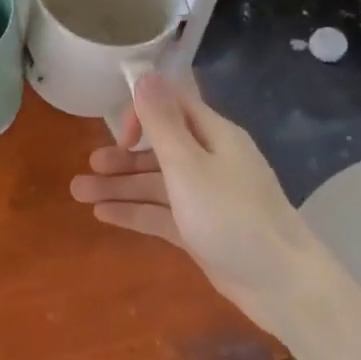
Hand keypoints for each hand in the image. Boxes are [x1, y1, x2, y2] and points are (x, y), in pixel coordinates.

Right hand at [69, 71, 322, 328]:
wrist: (281, 286)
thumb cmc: (233, 217)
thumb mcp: (189, 166)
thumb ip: (162, 122)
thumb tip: (145, 73)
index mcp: (214, 136)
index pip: (174, 106)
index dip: (143, 113)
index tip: (120, 134)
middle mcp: (211, 161)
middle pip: (159, 148)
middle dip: (122, 155)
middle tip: (90, 164)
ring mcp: (206, 197)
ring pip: (155, 184)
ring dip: (120, 186)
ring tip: (79, 194)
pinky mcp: (201, 229)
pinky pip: (161, 213)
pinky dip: (134, 212)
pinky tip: (103, 215)